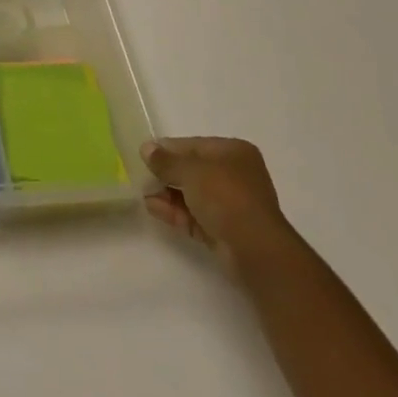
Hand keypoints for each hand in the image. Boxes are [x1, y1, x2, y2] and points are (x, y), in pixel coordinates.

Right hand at [142, 137, 292, 273]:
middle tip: (142, 177)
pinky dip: (175, 211)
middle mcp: (235, 176)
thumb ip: (166, 160)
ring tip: (143, 194)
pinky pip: (195, 216)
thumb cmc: (226, 196)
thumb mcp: (191, 171)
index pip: (194, 146)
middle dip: (167, 174)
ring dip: (168, 194)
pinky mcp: (225, 231)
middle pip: (193, 171)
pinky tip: (152, 208)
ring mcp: (231, 206)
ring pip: (193, 195)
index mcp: (233, 153)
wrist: (256, 250)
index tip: (145, 155)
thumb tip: (146, 148)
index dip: (169, 149)